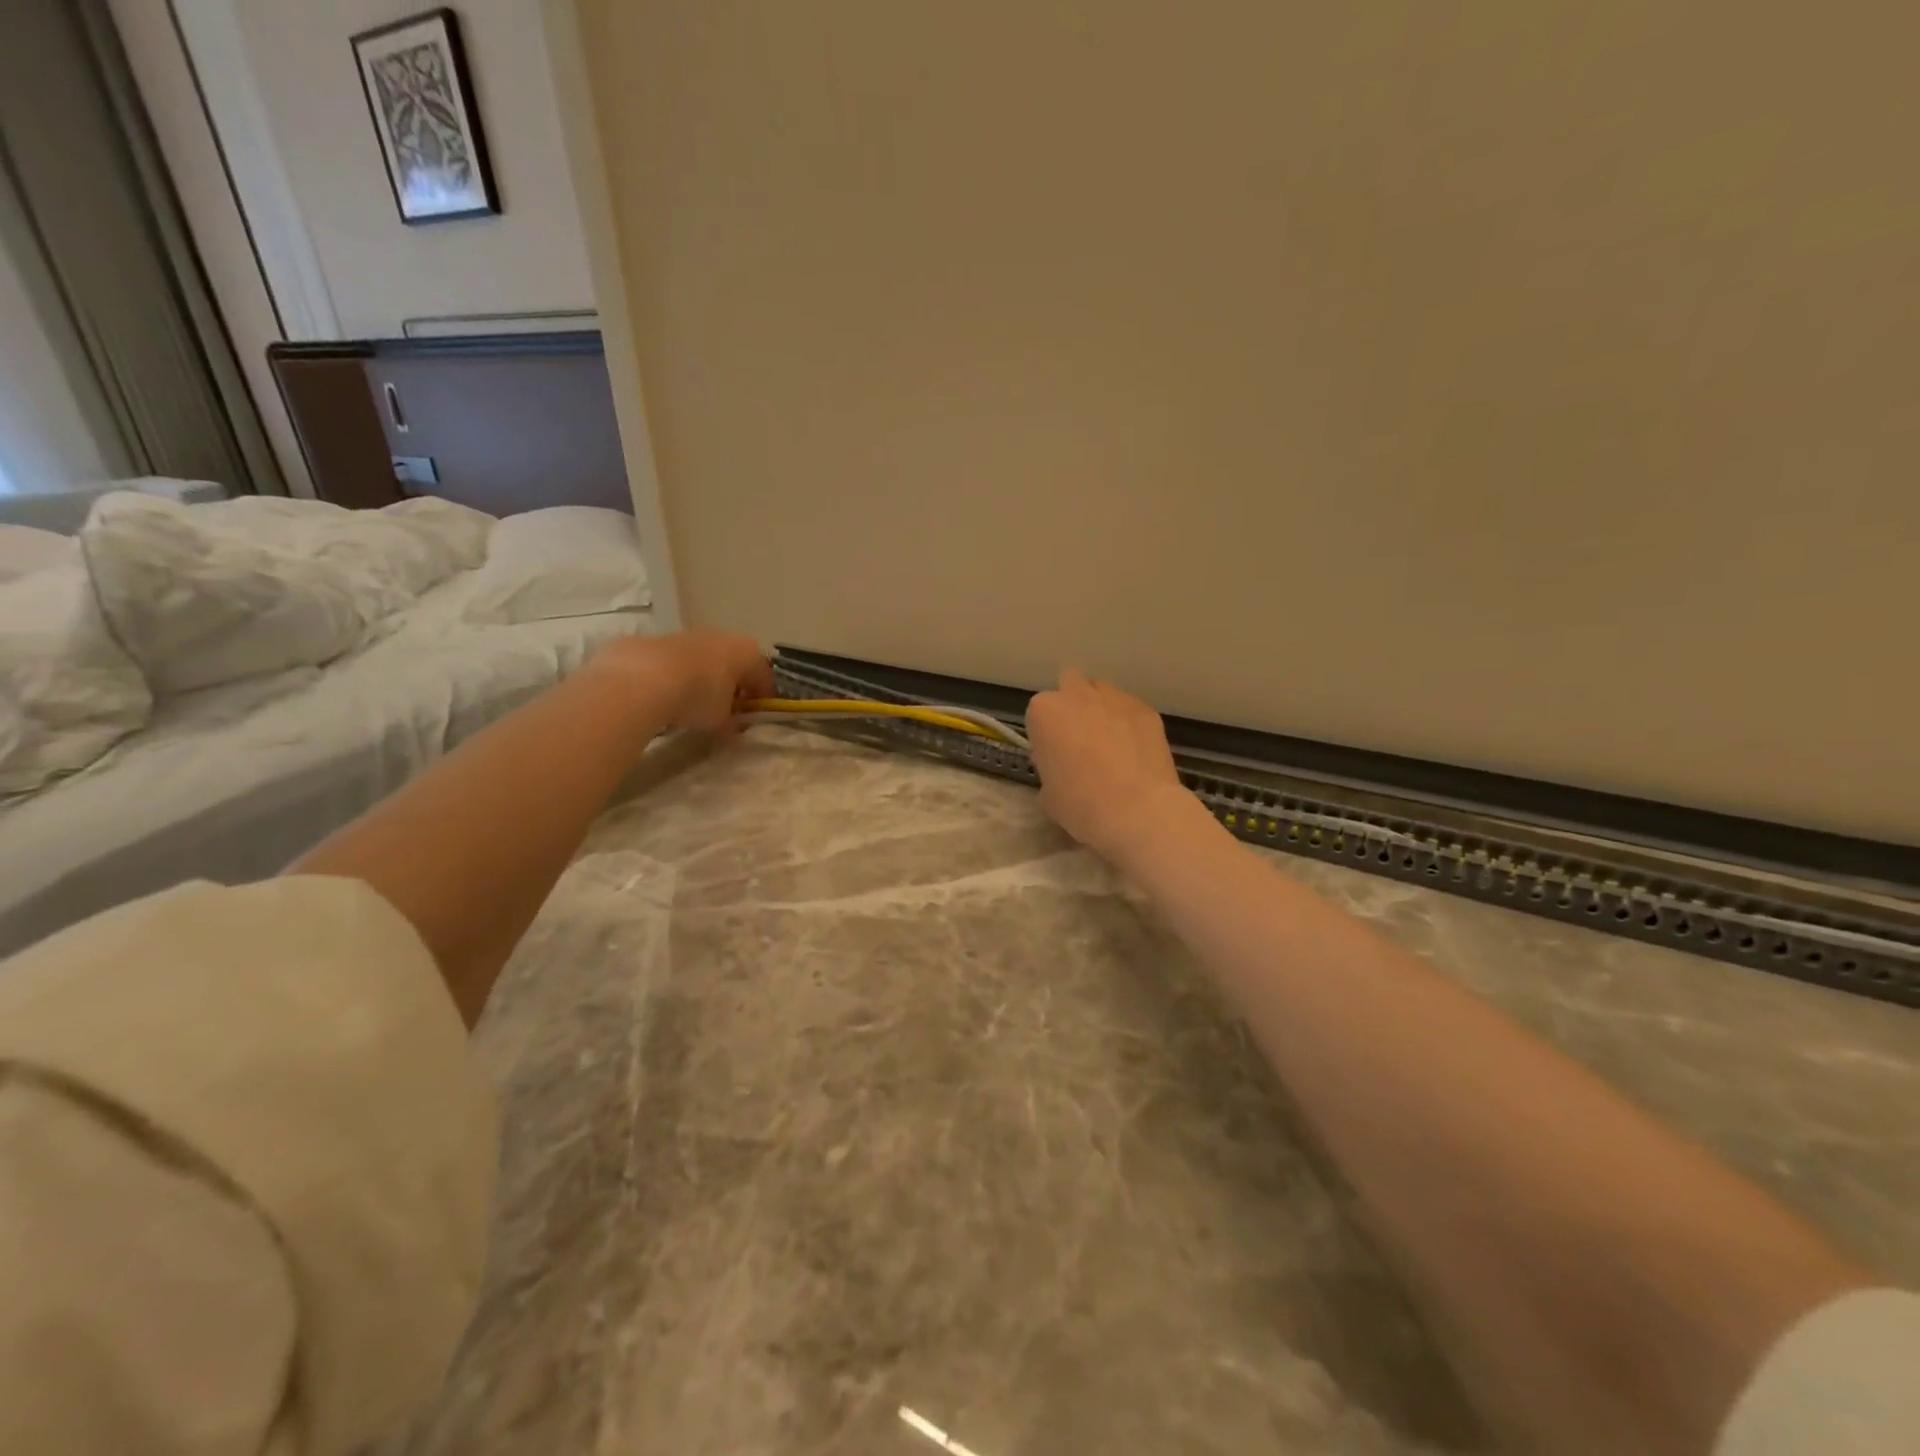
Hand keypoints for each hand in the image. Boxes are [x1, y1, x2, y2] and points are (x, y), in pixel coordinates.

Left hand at [591, 631, 772, 732]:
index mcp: (747, 652)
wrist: (641, 680)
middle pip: (733, 663)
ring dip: (701, 677)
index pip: (763, 677)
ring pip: (701, 658)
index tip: (752, 718)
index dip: (760, 700)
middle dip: (730, 685)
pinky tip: (662, 696)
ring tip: (689, 704)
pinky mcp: (654, 639)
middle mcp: (721, 636)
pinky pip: (672, 661)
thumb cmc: (699, 698)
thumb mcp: (722, 720)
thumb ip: (732, 722)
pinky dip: (672, 675)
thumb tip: (733, 727)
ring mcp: (686, 634)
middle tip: (723, 710)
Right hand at [1026, 669, 1197, 860]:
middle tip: (1080, 737)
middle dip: (1073, 703)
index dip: (1047, 733)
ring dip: (1102, 709)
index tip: (1054, 754)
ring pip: (1103, 692)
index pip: (1039, 712)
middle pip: (1071, 683)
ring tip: (1111, 742)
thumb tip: (1063, 767)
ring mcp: (1115, 698)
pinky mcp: (1145, 709)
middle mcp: (1077, 695)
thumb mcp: (1047, 793)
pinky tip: (1135, 751)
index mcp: (1044, 712)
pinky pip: (1131, 709)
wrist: (1135, 810)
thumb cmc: (1080, 804)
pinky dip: (1129, 723)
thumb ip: (1050, 767)